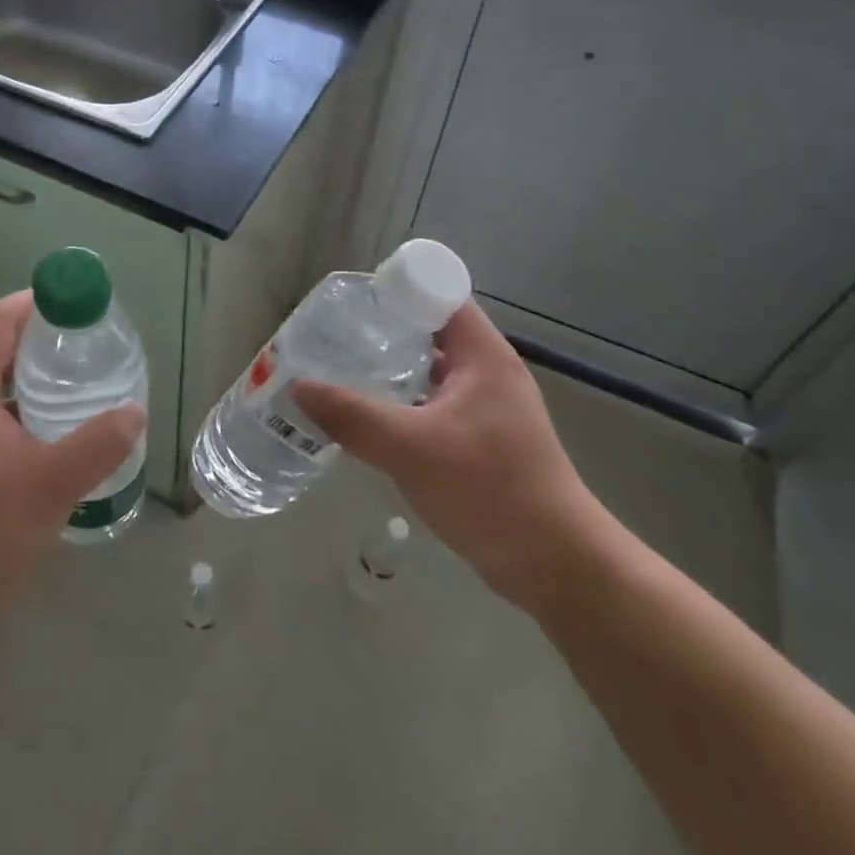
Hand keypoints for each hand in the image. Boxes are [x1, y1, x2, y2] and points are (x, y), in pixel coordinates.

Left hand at [0, 293, 143, 689]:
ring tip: (68, 386)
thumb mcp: (53, 486)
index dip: (37, 303)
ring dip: (20, 374)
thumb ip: (99, 443)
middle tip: (83, 348)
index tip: (79, 308)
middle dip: (35, 338)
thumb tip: (133, 411)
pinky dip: (5, 403)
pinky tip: (38, 433)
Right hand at [290, 300, 608, 612]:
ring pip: (430, 369)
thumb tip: (298, 387)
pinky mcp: (481, 439)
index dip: (396, 288)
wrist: (556, 566)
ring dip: (390, 367)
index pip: (439, 293)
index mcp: (482, 355)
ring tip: (340, 370)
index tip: (350, 301)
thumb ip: (353, 416)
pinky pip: (432, 403)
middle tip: (333, 336)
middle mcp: (486, 371)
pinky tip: (368, 418)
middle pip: (430, 329)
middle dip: (382, 329)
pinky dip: (401, 401)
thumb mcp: (412, 449)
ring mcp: (486, 407)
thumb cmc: (490, 490)